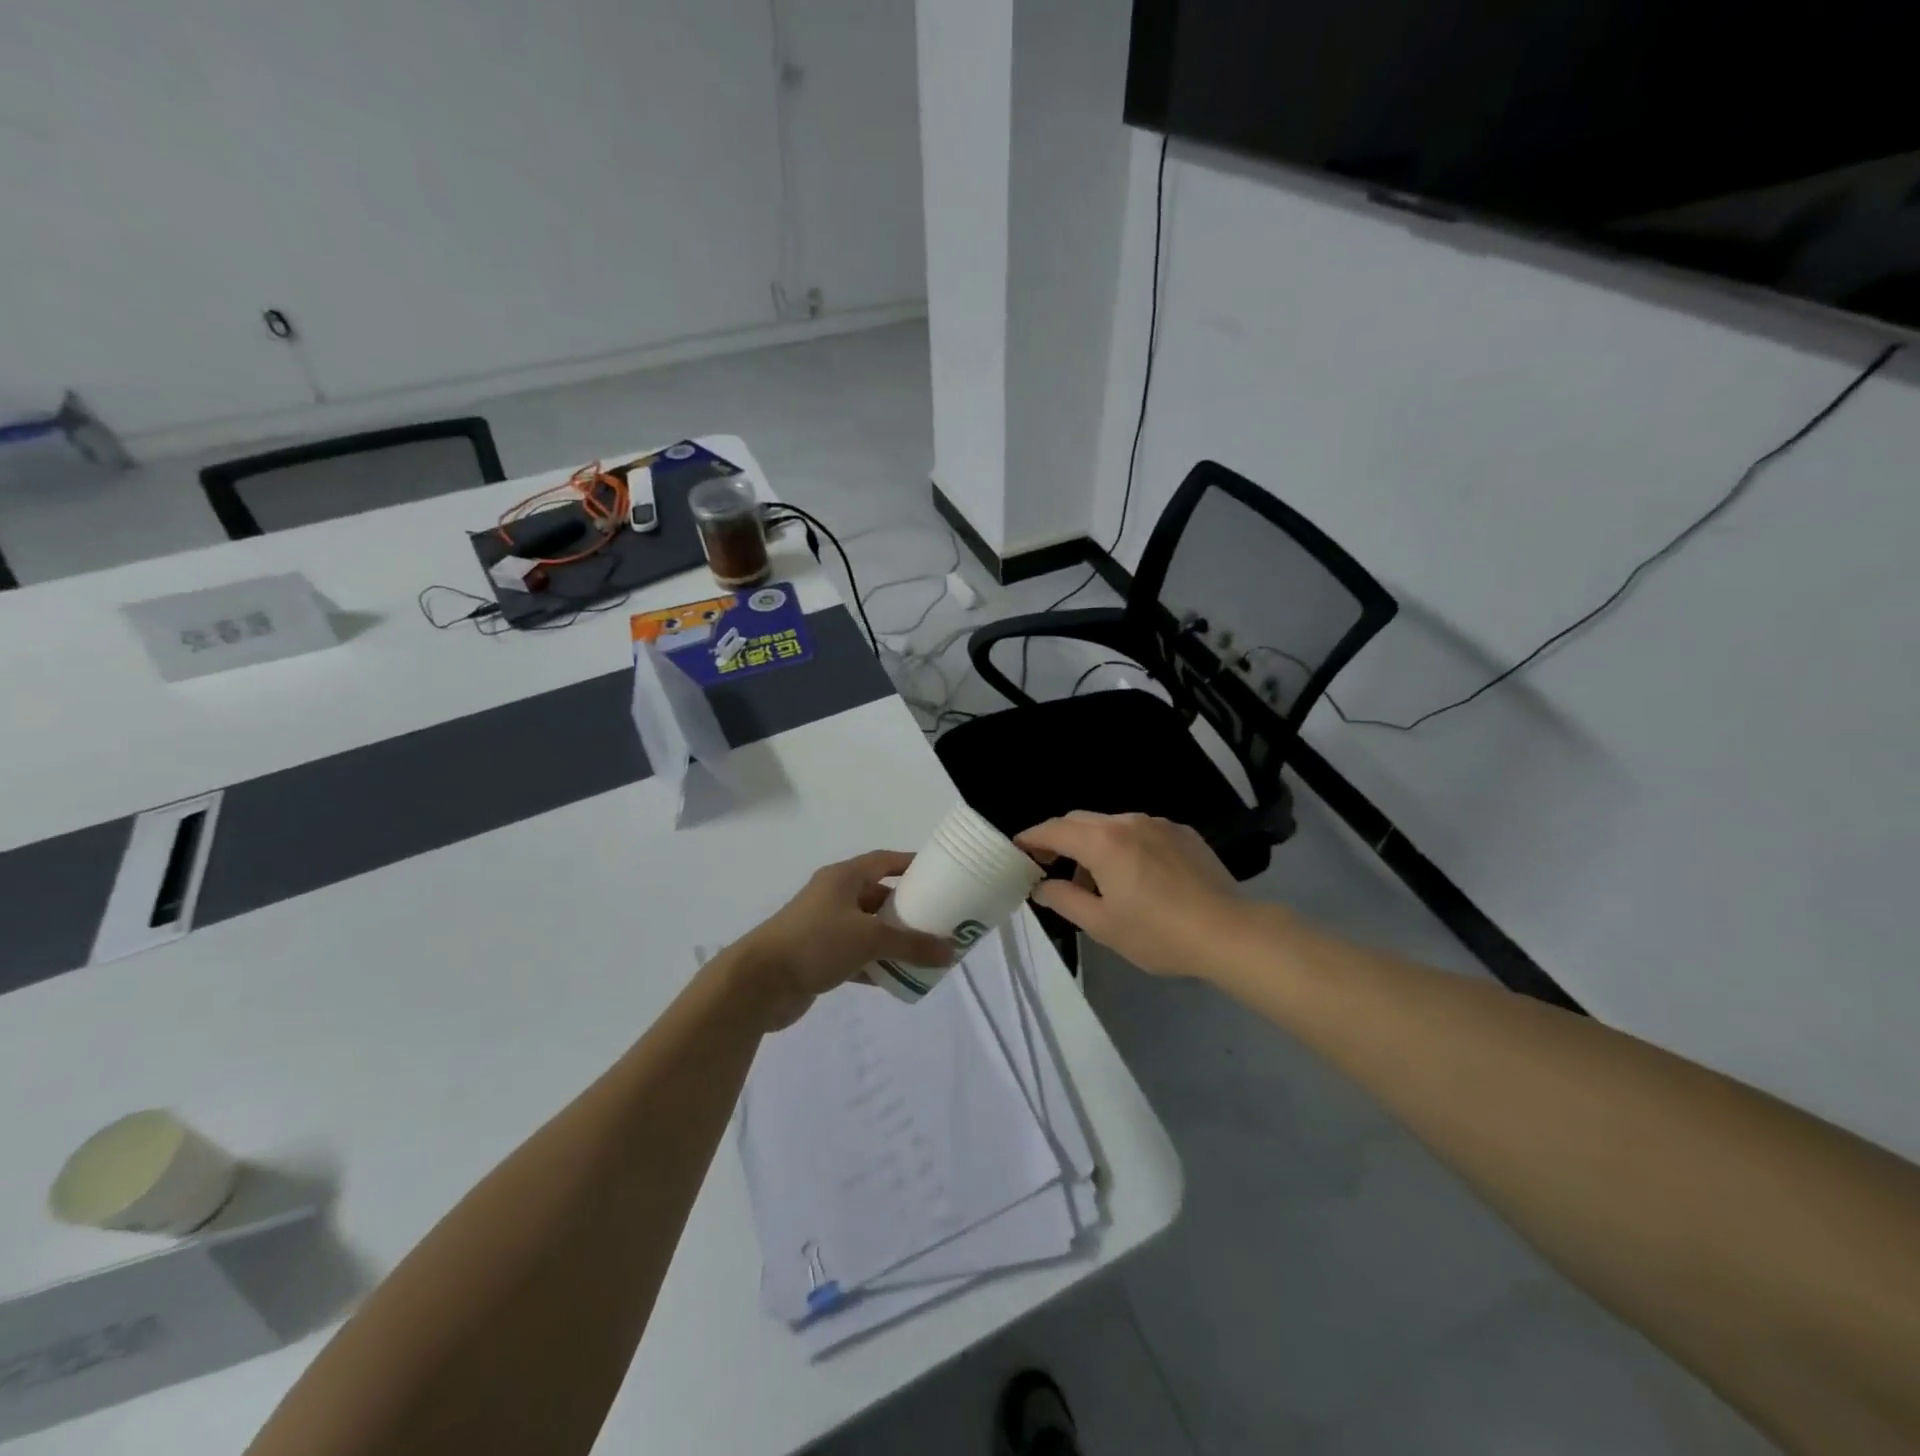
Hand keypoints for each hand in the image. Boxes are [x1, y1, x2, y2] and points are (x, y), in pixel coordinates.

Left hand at [726, 850, 954, 1028]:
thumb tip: (951, 953)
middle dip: (907, 908)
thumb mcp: (870, 939)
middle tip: (939, 919)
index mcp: (843, 878)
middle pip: (878, 895)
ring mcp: (823, 926)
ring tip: (925, 951)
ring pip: (868, 928)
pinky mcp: (817, 956)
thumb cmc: (815, 943)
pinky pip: (855, 954)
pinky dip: (875, 963)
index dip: (910, 865)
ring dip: (893, 939)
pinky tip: (896, 978)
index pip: (884, 861)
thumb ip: (912, 945)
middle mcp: (833, 896)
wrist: (758, 983)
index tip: (939, 875)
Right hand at [1016, 812, 1246, 978]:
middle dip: (1059, 839)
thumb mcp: (1102, 925)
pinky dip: (1124, 845)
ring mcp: (1158, 823)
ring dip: (1093, 844)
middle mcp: (1127, 821)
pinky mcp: (1182, 832)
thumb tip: (1041, 886)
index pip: (1054, 830)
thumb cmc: (1158, 933)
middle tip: (1049, 867)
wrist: (1229, 932)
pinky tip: (1136, 876)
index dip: (1030, 838)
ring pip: (1111, 824)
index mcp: (1102, 842)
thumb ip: (1064, 900)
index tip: (1016, 850)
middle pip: (1080, 821)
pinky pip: (1140, 830)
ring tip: (1097, 881)